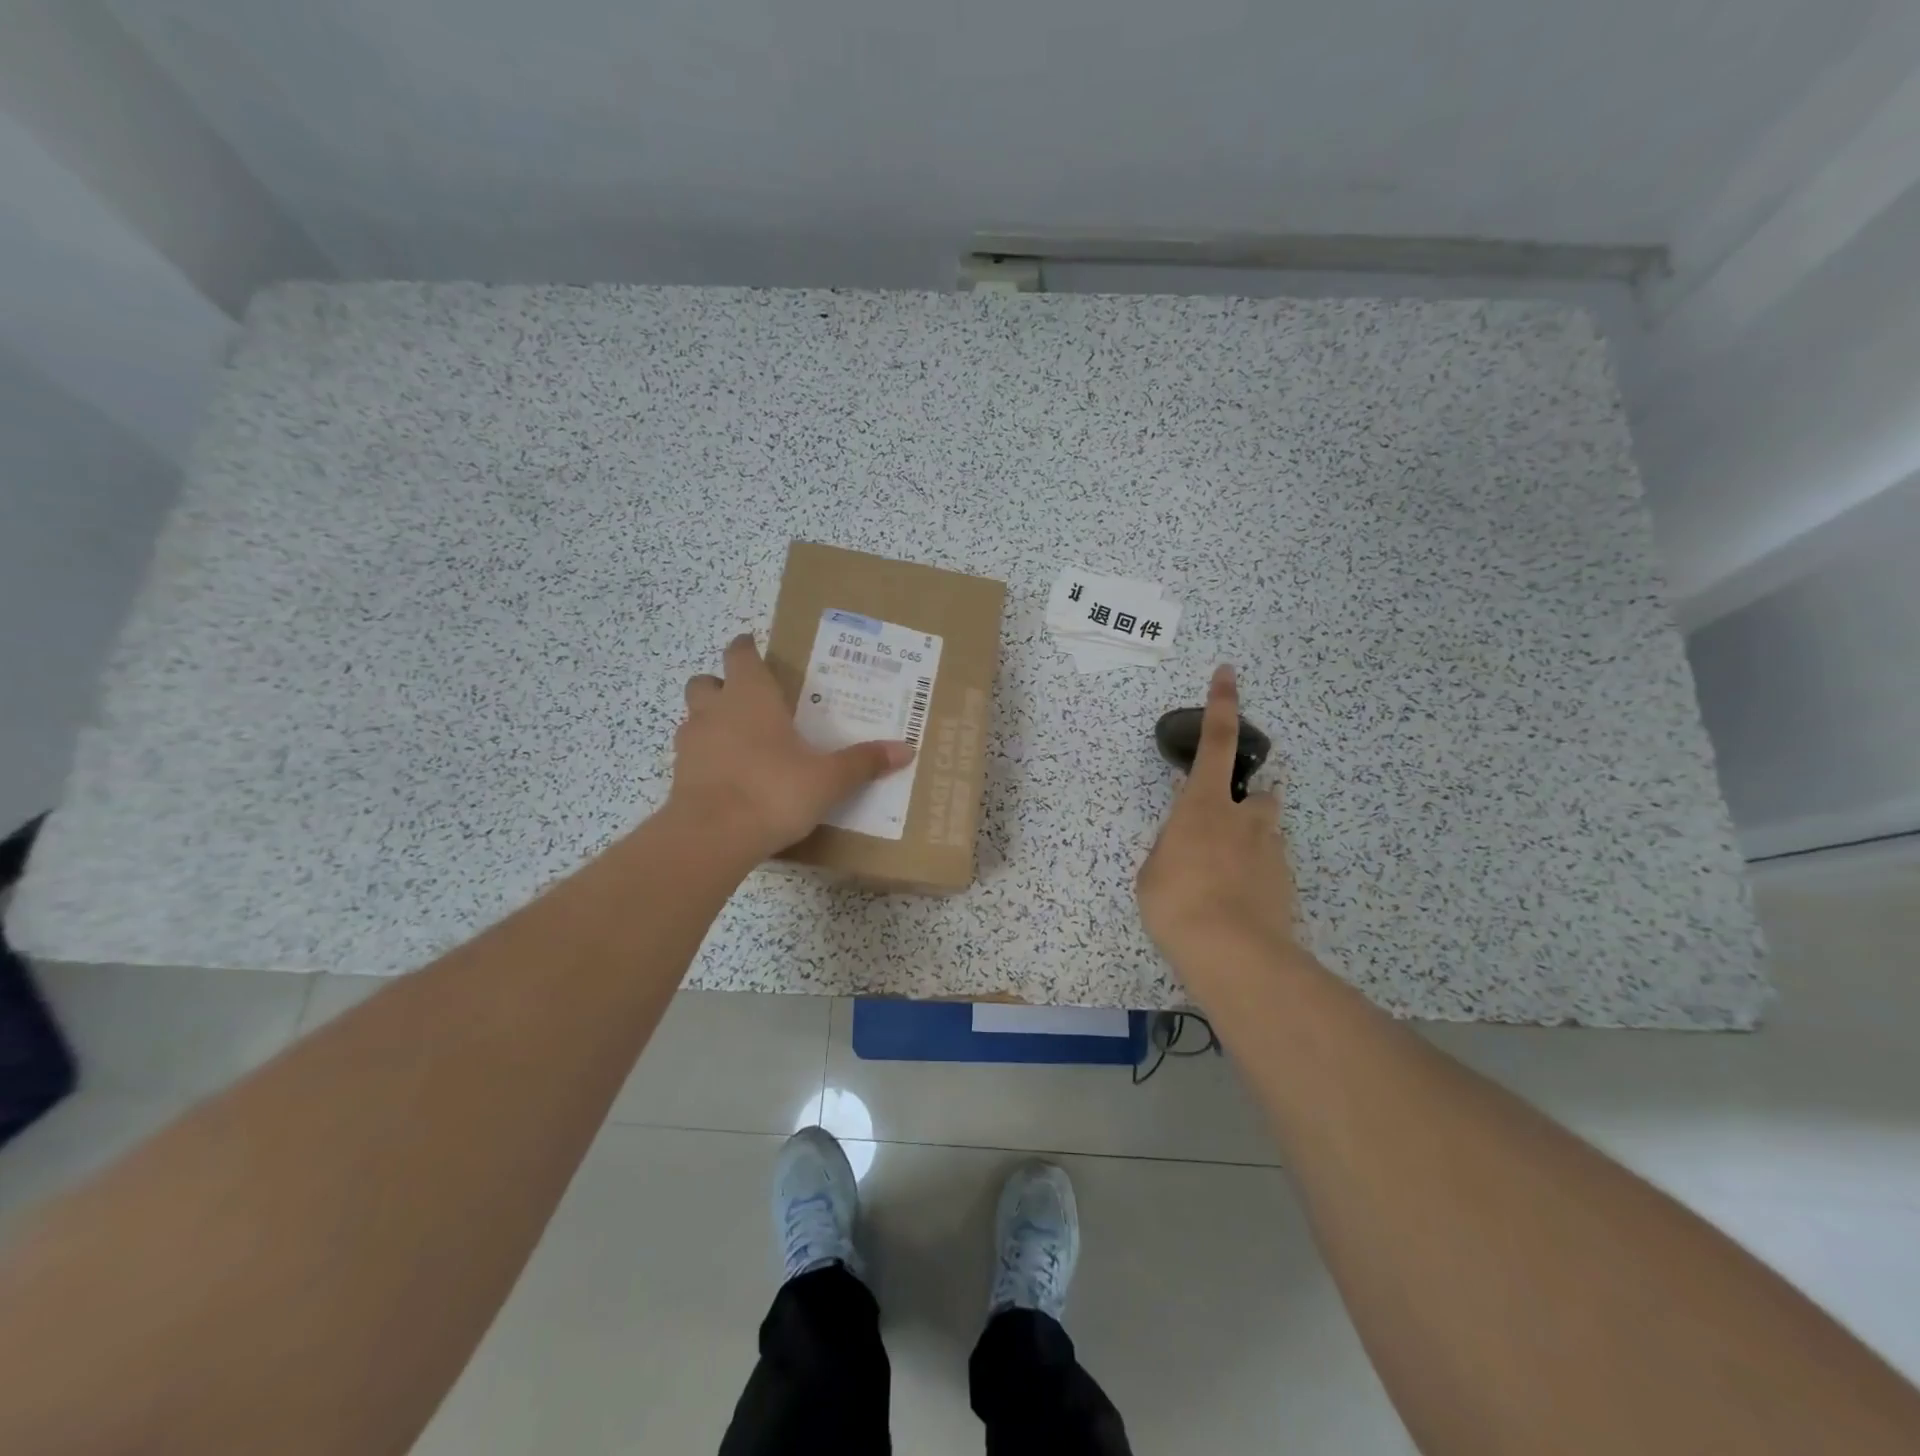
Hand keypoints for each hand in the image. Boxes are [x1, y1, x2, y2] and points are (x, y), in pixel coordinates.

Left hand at [668, 633, 913, 861]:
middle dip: (722, 684)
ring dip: (712, 721)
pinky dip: (707, 757)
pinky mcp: (678, 775)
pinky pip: (692, 754)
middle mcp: (715, 710)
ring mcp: (691, 743)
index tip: (755, 648)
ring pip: (694, 717)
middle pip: (706, 682)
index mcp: (751, 696)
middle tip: (749, 700)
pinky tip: (730, 777)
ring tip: (741, 741)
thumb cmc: (773, 791)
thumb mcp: (828, 779)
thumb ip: (863, 762)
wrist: (712, 837)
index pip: (741, 655)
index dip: (747, 649)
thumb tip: (906, 750)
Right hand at [1135, 665, 1299, 970]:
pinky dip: (1255, 877)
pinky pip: (1269, 867)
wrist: (1234, 955)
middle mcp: (1244, 818)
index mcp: (1204, 805)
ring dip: (1250, 842)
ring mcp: (1271, 851)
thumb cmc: (1177, 903)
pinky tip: (1237, 907)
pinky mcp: (1286, 883)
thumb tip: (1186, 849)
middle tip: (1221, 832)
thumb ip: (1171, 850)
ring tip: (1226, 881)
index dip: (1222, 705)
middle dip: (1243, 804)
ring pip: (1265, 832)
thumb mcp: (1153, 872)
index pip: (1215, 741)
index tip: (1229, 674)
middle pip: (1258, 793)